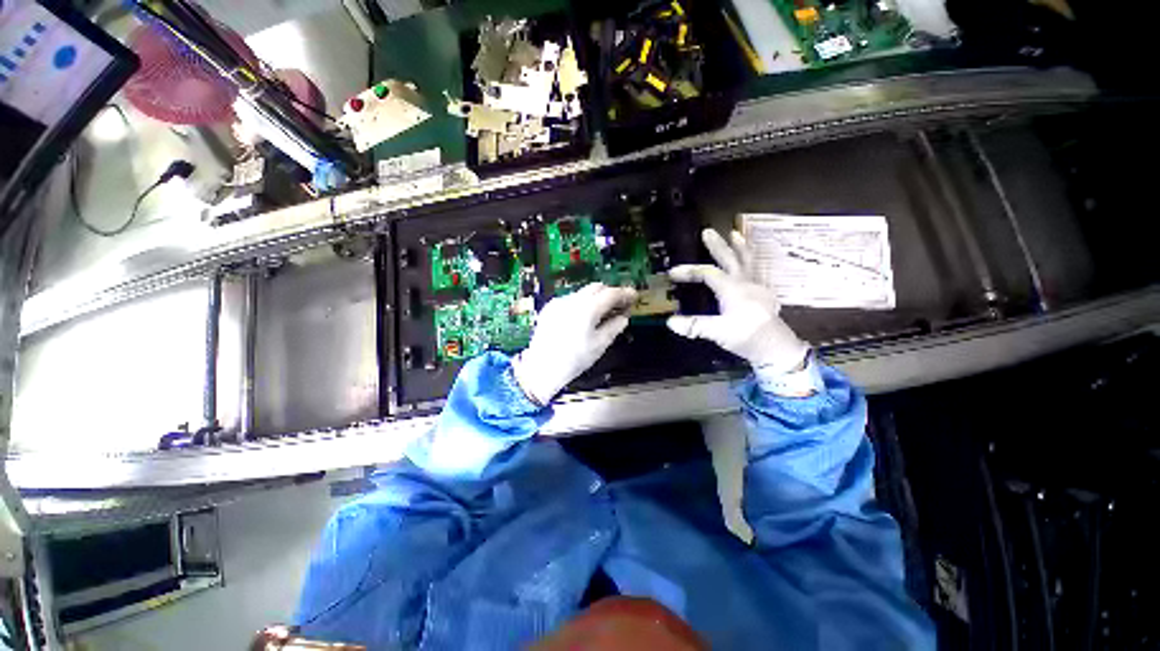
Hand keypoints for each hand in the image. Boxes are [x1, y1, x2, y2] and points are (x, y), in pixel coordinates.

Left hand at [513, 283, 636, 404]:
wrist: (542, 368)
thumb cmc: (573, 360)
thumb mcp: (600, 345)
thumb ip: (614, 327)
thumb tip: (623, 318)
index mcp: (587, 309)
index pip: (611, 293)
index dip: (625, 293)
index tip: (633, 296)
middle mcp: (572, 300)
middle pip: (596, 287)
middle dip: (610, 293)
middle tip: (619, 305)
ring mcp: (559, 303)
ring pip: (583, 292)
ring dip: (595, 298)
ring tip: (601, 313)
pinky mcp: (550, 308)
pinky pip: (570, 299)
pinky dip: (581, 304)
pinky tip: (582, 318)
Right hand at [667, 229, 808, 374]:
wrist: (776, 348)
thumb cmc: (746, 336)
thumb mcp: (717, 332)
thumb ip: (694, 325)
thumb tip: (670, 322)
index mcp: (732, 288)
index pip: (707, 273)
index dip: (689, 271)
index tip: (672, 273)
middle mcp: (745, 282)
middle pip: (730, 259)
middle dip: (718, 246)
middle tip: (708, 231)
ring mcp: (758, 287)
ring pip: (749, 261)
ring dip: (741, 247)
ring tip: (736, 234)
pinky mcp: (765, 294)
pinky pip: (760, 270)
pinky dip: (755, 261)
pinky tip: (754, 261)